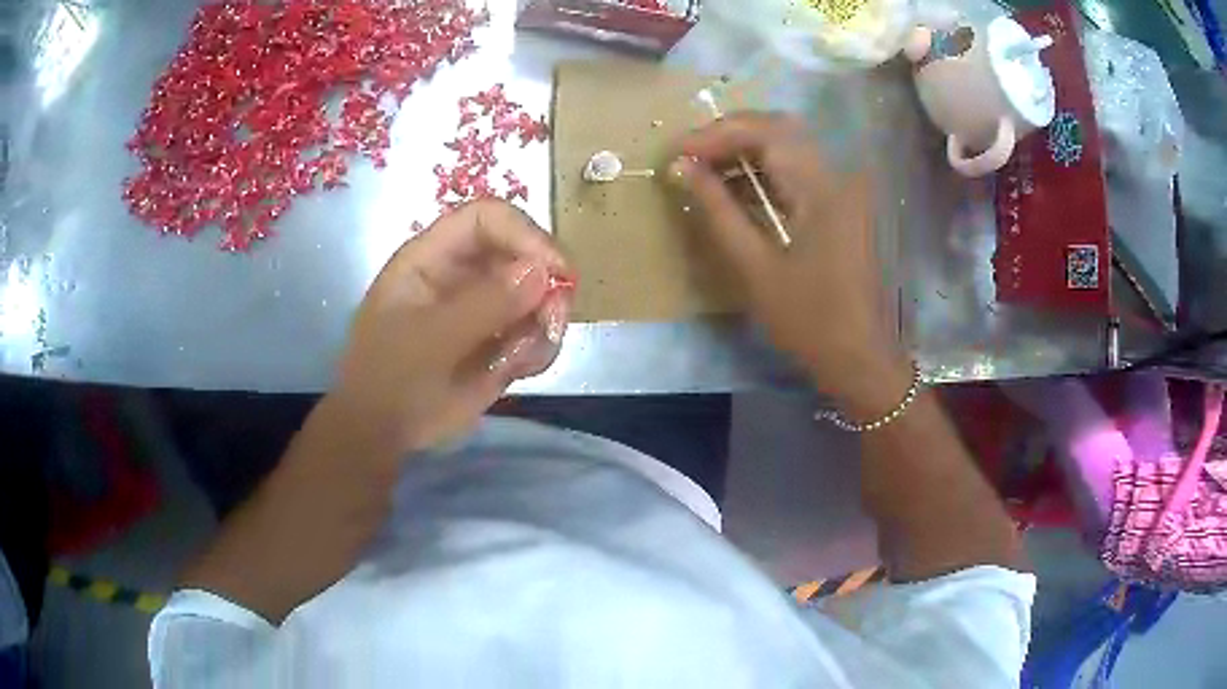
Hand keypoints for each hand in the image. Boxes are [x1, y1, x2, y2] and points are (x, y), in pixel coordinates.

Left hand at [327, 199, 571, 462]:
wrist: (384, 432)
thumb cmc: (390, 378)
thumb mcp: (429, 340)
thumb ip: (483, 304)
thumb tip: (543, 271)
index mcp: (433, 257)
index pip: (486, 218)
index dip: (523, 234)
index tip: (555, 270)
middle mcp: (464, 273)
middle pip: (524, 252)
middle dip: (547, 285)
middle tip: (552, 323)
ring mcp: (485, 306)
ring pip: (540, 294)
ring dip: (545, 324)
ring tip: (522, 360)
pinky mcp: (501, 339)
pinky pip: (538, 332)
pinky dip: (539, 350)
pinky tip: (518, 371)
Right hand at [671, 113, 909, 417]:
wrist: (859, 356)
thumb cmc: (808, 320)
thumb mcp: (754, 267)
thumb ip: (717, 209)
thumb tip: (681, 168)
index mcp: (822, 187)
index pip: (765, 132)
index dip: (716, 134)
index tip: (677, 152)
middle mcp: (838, 174)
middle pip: (779, 128)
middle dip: (728, 135)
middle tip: (688, 157)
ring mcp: (842, 187)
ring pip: (788, 146)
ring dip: (744, 150)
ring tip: (702, 170)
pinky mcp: (841, 202)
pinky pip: (797, 169)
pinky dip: (763, 170)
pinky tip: (734, 186)